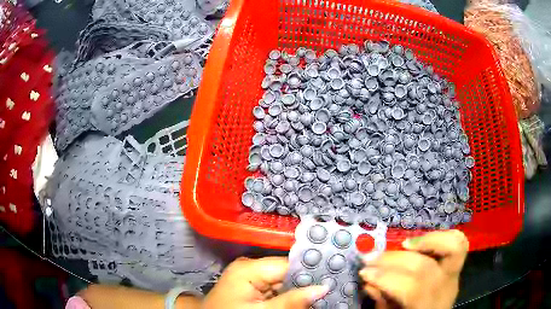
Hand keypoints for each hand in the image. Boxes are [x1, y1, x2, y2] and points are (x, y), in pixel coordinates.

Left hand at [202, 257, 328, 308]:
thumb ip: (291, 301)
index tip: (332, 278)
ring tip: (320, 295)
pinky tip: (301, 300)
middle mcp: (251, 267)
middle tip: (329, 290)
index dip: (310, 272)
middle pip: (287, 272)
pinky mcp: (252, 285)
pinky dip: (288, 295)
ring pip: (284, 281)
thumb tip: (323, 288)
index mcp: (249, 267)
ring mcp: (251, 276)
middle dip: (306, 283)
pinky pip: (276, 288)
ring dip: (299, 290)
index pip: (288, 265)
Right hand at [360, 230, 468, 308]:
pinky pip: (458, 242)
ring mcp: (454, 274)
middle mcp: (446, 288)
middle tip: (370, 259)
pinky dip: (440, 237)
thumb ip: (383, 301)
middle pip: (426, 267)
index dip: (387, 278)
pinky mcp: (456, 265)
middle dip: (394, 260)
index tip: (364, 273)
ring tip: (402, 244)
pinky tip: (421, 241)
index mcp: (428, 306)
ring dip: (425, 241)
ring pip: (453, 247)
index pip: (412, 288)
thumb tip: (369, 281)